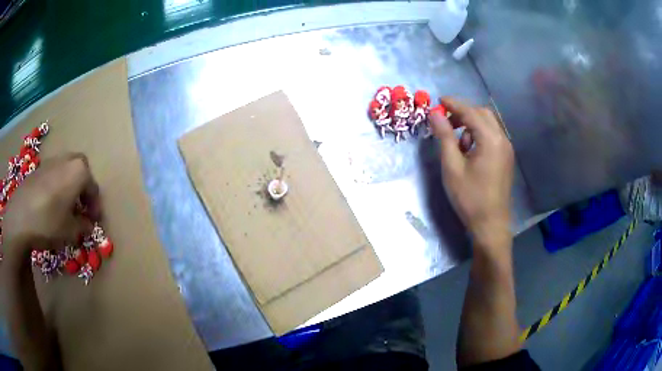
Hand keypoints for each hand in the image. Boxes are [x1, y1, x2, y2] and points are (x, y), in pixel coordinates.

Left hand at [2, 153, 99, 264]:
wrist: (19, 217)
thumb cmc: (48, 222)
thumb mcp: (70, 231)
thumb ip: (83, 226)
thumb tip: (88, 225)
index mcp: (78, 172)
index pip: (93, 187)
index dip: (95, 206)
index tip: (94, 221)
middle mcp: (66, 160)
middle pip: (81, 169)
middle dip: (83, 187)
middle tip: (81, 206)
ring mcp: (50, 162)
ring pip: (66, 169)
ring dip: (70, 184)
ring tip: (66, 205)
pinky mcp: (38, 169)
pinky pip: (53, 173)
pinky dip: (57, 184)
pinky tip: (51, 202)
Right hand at [430, 98, 513, 250]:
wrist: (490, 224)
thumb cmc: (469, 197)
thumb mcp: (452, 166)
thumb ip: (444, 136)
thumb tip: (434, 113)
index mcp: (490, 139)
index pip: (471, 112)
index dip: (453, 104)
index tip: (438, 101)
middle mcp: (502, 139)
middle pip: (483, 114)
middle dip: (463, 112)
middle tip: (445, 120)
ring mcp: (506, 149)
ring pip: (489, 124)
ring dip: (471, 123)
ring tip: (455, 140)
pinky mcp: (506, 158)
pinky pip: (492, 136)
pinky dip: (479, 134)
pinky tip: (468, 150)